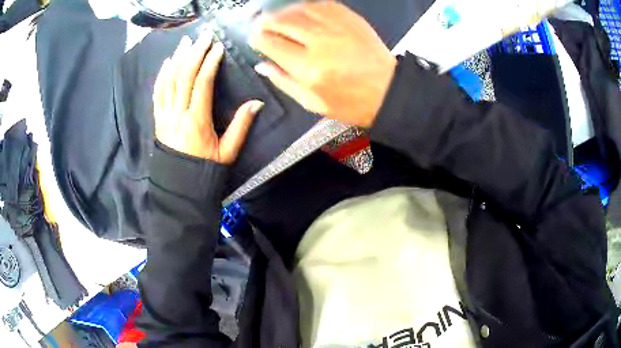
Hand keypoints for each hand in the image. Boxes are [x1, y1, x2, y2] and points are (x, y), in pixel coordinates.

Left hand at [154, 33, 263, 163]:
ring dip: (177, 59)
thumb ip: (241, 126)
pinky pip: (157, 93)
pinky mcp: (157, 119)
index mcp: (196, 122)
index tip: (218, 48)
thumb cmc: (205, 169)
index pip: (202, 84)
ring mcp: (164, 116)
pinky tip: (167, 62)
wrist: (180, 186)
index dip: (210, 63)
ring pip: (169, 81)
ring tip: (185, 43)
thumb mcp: (228, 152)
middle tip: (203, 37)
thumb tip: (257, 103)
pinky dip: (162, 75)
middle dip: (194, 53)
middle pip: (184, 77)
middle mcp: (177, 115)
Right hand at [249, 1, 395, 127]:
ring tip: (279, 18)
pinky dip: (306, 6)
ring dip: (284, 12)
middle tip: (261, 25)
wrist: (389, 91)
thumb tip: (262, 65)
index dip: (257, 39)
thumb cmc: (352, 103)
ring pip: (299, 9)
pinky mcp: (350, 19)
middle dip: (266, 22)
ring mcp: (337, 27)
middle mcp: (320, 42)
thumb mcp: (313, 103)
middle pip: (282, 21)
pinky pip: (321, 4)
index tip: (254, 39)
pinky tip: (302, 12)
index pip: (270, 43)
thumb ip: (284, 82)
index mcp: (308, 68)